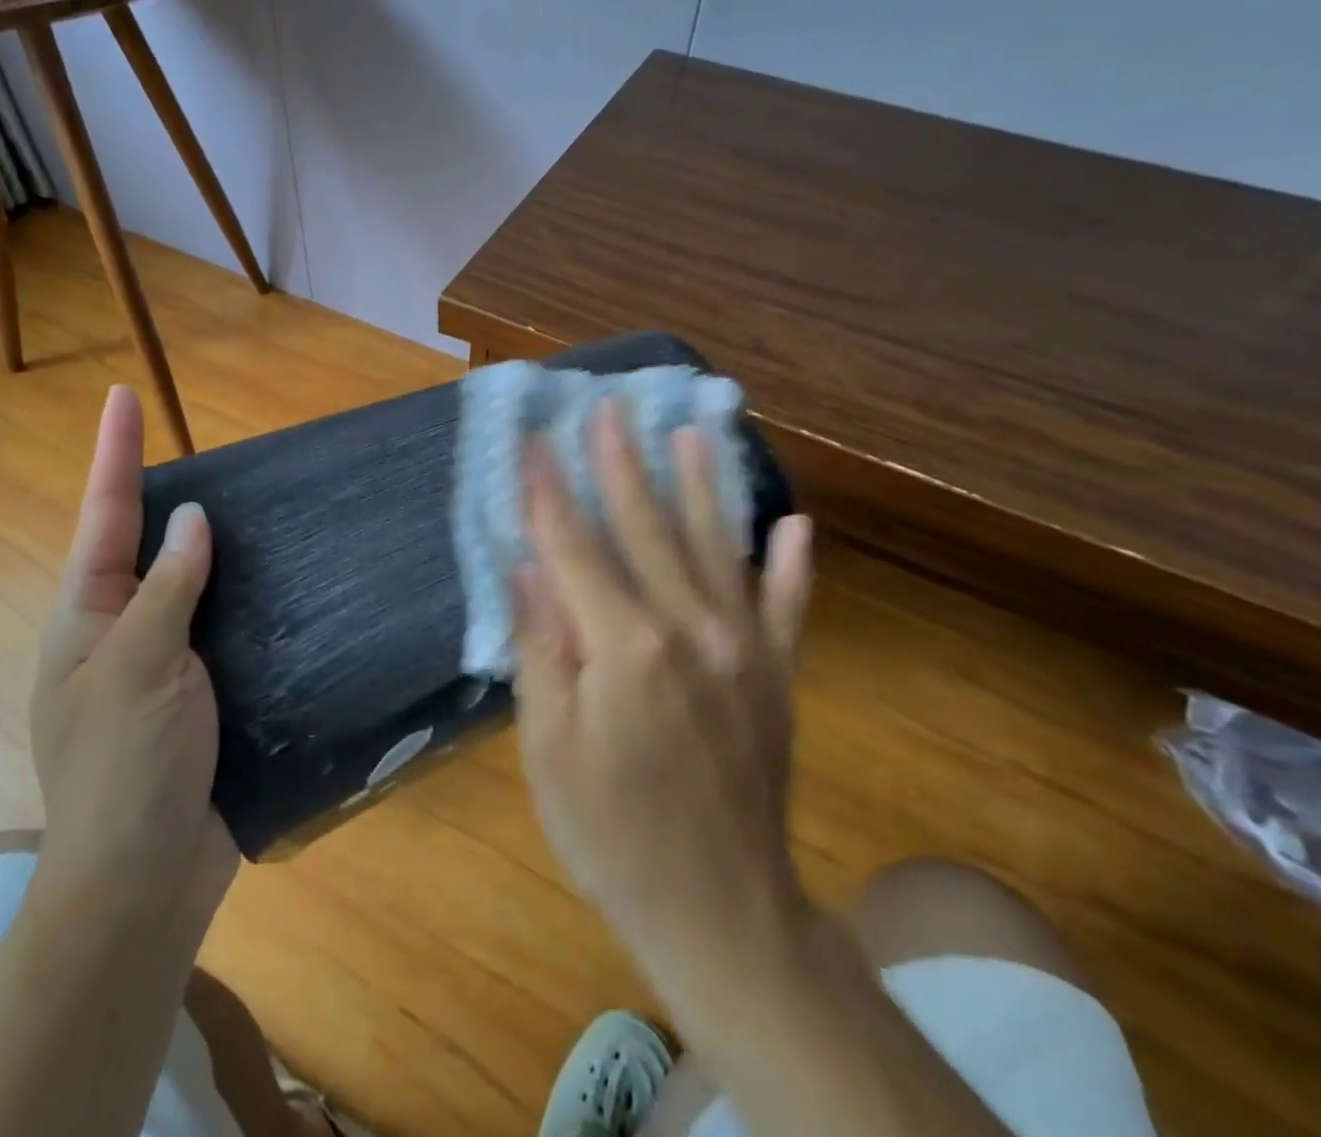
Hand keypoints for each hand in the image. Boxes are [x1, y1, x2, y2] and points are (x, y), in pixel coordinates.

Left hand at [27, 385, 237, 927]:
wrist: (143, 880)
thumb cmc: (125, 765)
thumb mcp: (140, 663)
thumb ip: (168, 585)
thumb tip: (190, 519)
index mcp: (88, 616)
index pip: (105, 516)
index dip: (115, 453)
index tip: (122, 396)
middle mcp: (121, 631)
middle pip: (147, 544)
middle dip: (169, 495)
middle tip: (211, 452)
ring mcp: (163, 664)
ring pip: (193, 586)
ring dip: (220, 548)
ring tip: (260, 505)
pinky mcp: (202, 695)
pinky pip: (226, 629)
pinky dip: (248, 600)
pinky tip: (285, 582)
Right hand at [511, 398, 815, 992]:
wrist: (721, 912)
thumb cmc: (611, 833)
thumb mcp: (549, 748)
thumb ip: (542, 649)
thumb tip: (529, 570)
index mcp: (625, 648)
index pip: (575, 547)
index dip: (551, 491)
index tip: (536, 440)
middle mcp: (689, 629)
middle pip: (645, 528)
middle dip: (622, 463)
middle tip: (610, 407)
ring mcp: (742, 649)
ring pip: (713, 547)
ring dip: (700, 486)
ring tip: (691, 433)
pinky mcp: (776, 675)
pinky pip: (784, 606)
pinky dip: (789, 564)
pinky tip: (792, 525)